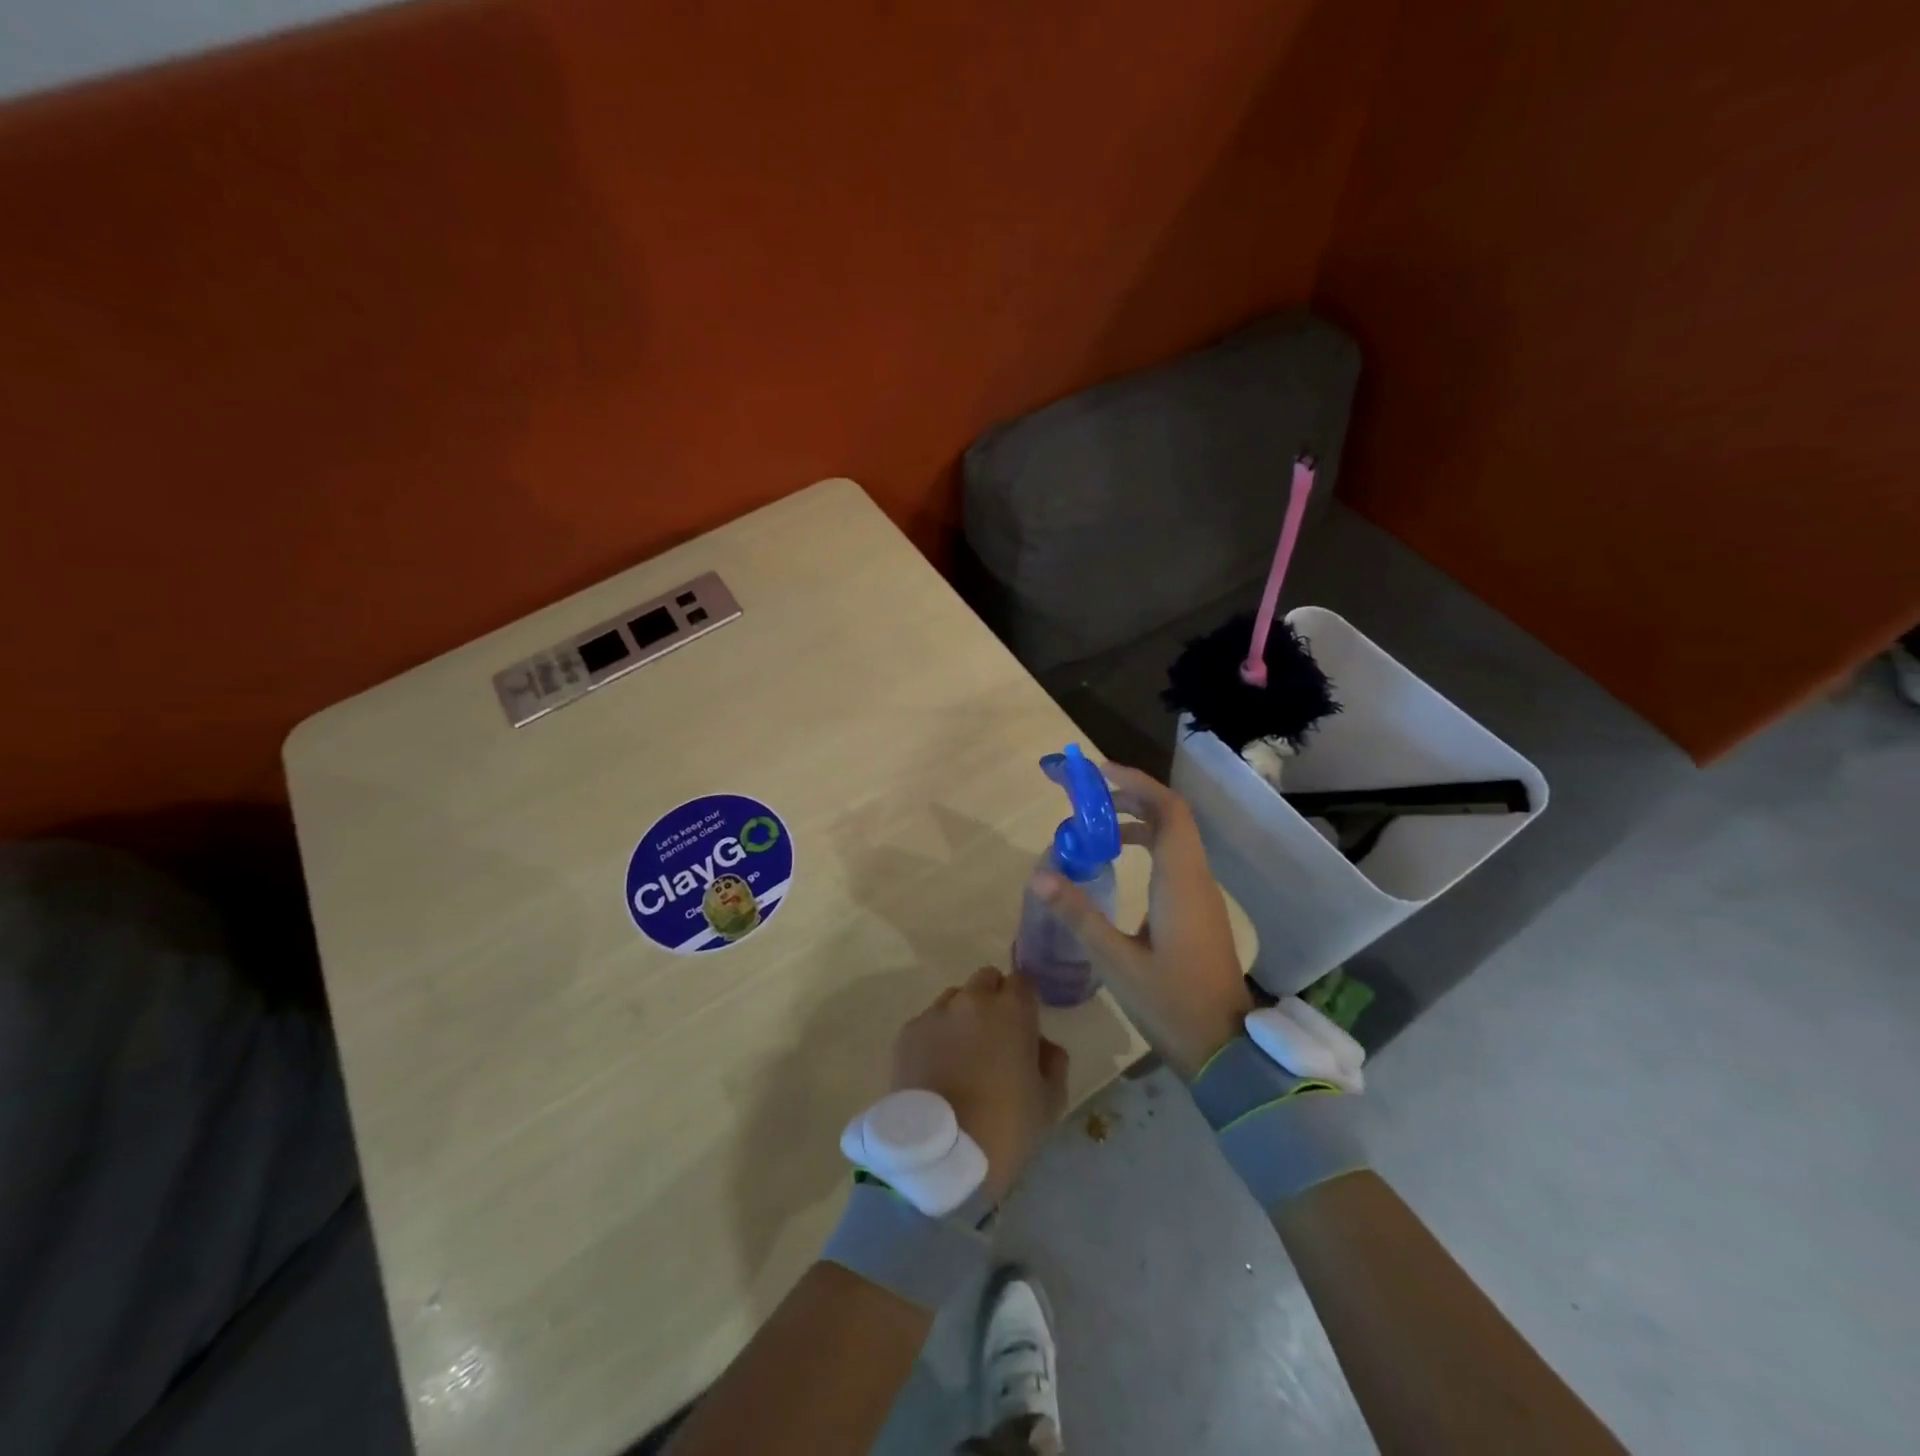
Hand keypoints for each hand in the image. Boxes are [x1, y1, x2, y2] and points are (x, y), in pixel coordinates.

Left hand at [890, 967, 1069, 1201]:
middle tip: (995, 1037)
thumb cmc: (1004, 1128)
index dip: (1025, 1000)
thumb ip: (1053, 1063)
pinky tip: (936, 1069)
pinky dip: (936, 1036)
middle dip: (994, 999)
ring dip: (963, 1015)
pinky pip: (928, 1022)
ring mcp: (935, 1014)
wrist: (939, 1156)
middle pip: (986, 980)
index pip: (1023, 981)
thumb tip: (1042, 1045)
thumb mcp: (1049, 1103)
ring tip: (962, 1055)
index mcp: (1011, 1010)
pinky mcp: (907, 1033)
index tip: (1026, 1024)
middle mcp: (972, 1000)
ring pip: (954, 998)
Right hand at [1032, 763, 1251, 1079]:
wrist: (1226, 1050)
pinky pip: (1174, 860)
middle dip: (1131, 795)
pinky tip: (1118, 865)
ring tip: (1095, 828)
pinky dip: (1146, 846)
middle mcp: (1196, 878)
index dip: (1136, 782)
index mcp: (1181, 882)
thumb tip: (1039, 875)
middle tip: (1088, 794)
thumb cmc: (1172, 1004)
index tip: (1097, 771)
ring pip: (1174, 838)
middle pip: (1171, 816)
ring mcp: (1201, 895)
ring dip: (1138, 821)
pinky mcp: (1199, 911)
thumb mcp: (1116, 962)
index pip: (1168, 810)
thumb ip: (1078, 915)